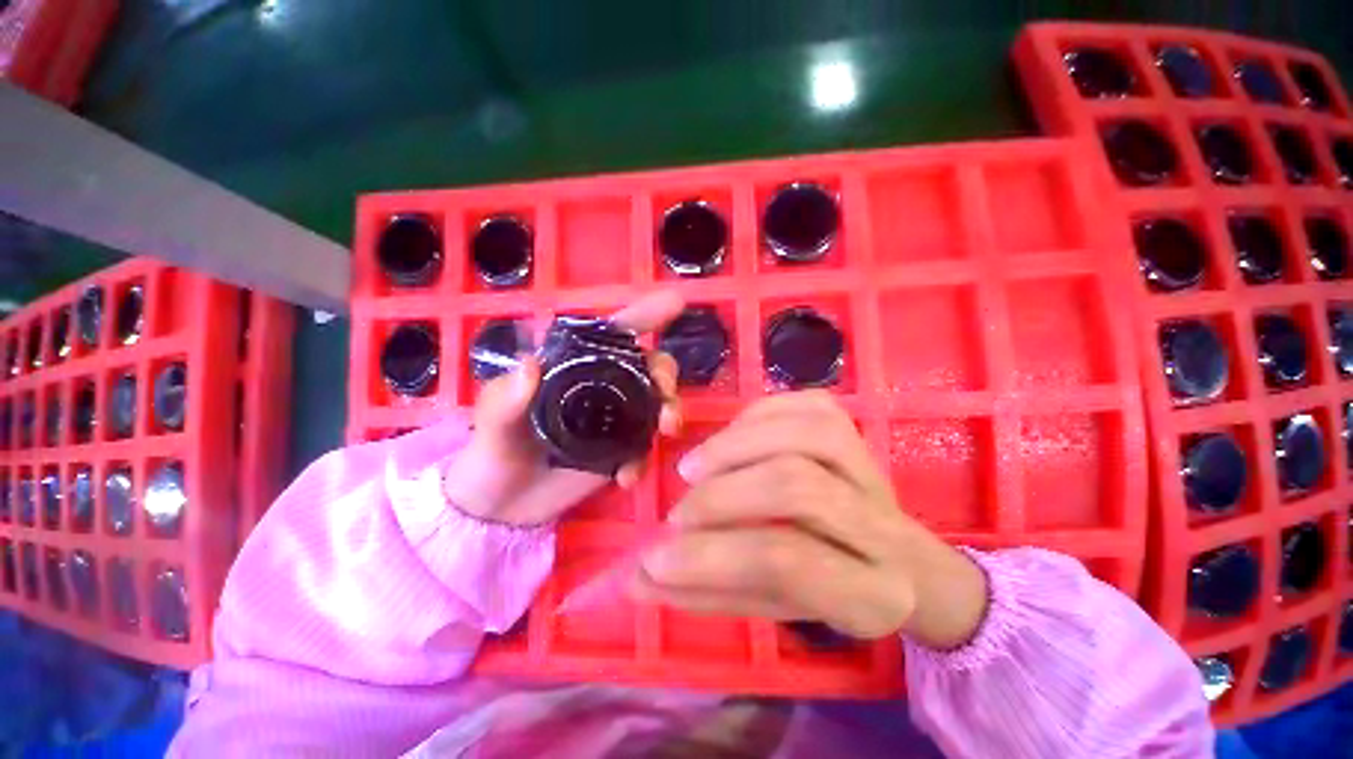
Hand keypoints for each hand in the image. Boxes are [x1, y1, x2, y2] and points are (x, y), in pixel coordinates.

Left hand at [442, 291, 684, 525]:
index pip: (610, 333)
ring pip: (654, 403)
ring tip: (666, 429)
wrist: (500, 509)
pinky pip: (643, 448)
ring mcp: (613, 421)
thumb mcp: (490, 427)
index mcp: (572, 368)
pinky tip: (627, 478)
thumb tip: (531, 365)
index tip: (675, 302)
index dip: (644, 314)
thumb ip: (504, 400)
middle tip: (664, 393)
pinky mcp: (618, 453)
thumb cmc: (490, 456)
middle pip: (646, 367)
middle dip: (664, 373)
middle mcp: (599, 388)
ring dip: (668, 410)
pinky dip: (643, 459)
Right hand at [631, 391, 988, 648]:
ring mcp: (872, 469)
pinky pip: (807, 405)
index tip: (656, 557)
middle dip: (720, 497)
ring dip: (734, 447)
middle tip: (679, 514)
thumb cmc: (830, 591)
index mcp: (870, 592)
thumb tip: (638, 578)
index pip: (786, 562)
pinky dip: (757, 416)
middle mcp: (882, 525)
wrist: (897, 561)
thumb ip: (708, 592)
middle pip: (794, 488)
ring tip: (694, 469)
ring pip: (803, 436)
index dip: (711, 555)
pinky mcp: (856, 432)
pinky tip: (730, 436)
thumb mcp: (775, 608)